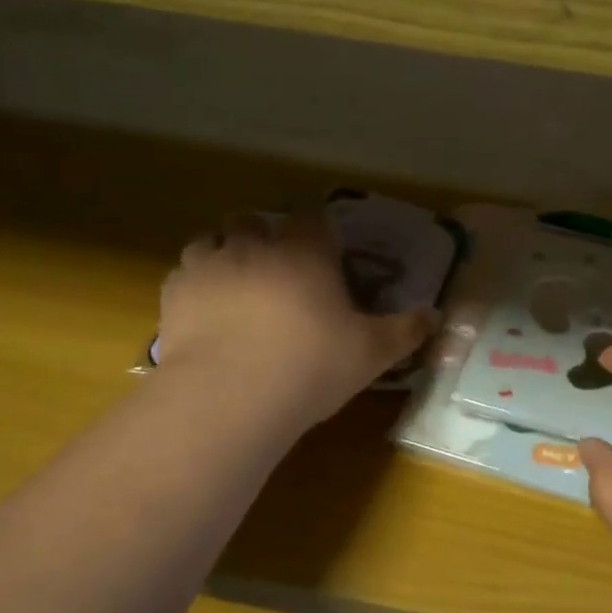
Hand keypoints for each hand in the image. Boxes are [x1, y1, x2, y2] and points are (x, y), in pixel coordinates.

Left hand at [155, 210, 436, 427]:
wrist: (232, 394)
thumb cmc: (312, 365)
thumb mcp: (372, 353)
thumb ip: (406, 331)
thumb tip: (436, 317)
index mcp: (305, 252)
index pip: (313, 218)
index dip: (319, 231)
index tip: (325, 252)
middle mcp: (255, 246)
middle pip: (255, 221)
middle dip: (264, 237)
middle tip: (276, 271)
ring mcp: (209, 265)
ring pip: (211, 239)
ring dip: (224, 254)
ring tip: (235, 285)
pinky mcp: (175, 293)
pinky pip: (183, 273)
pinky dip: (195, 284)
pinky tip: (205, 311)